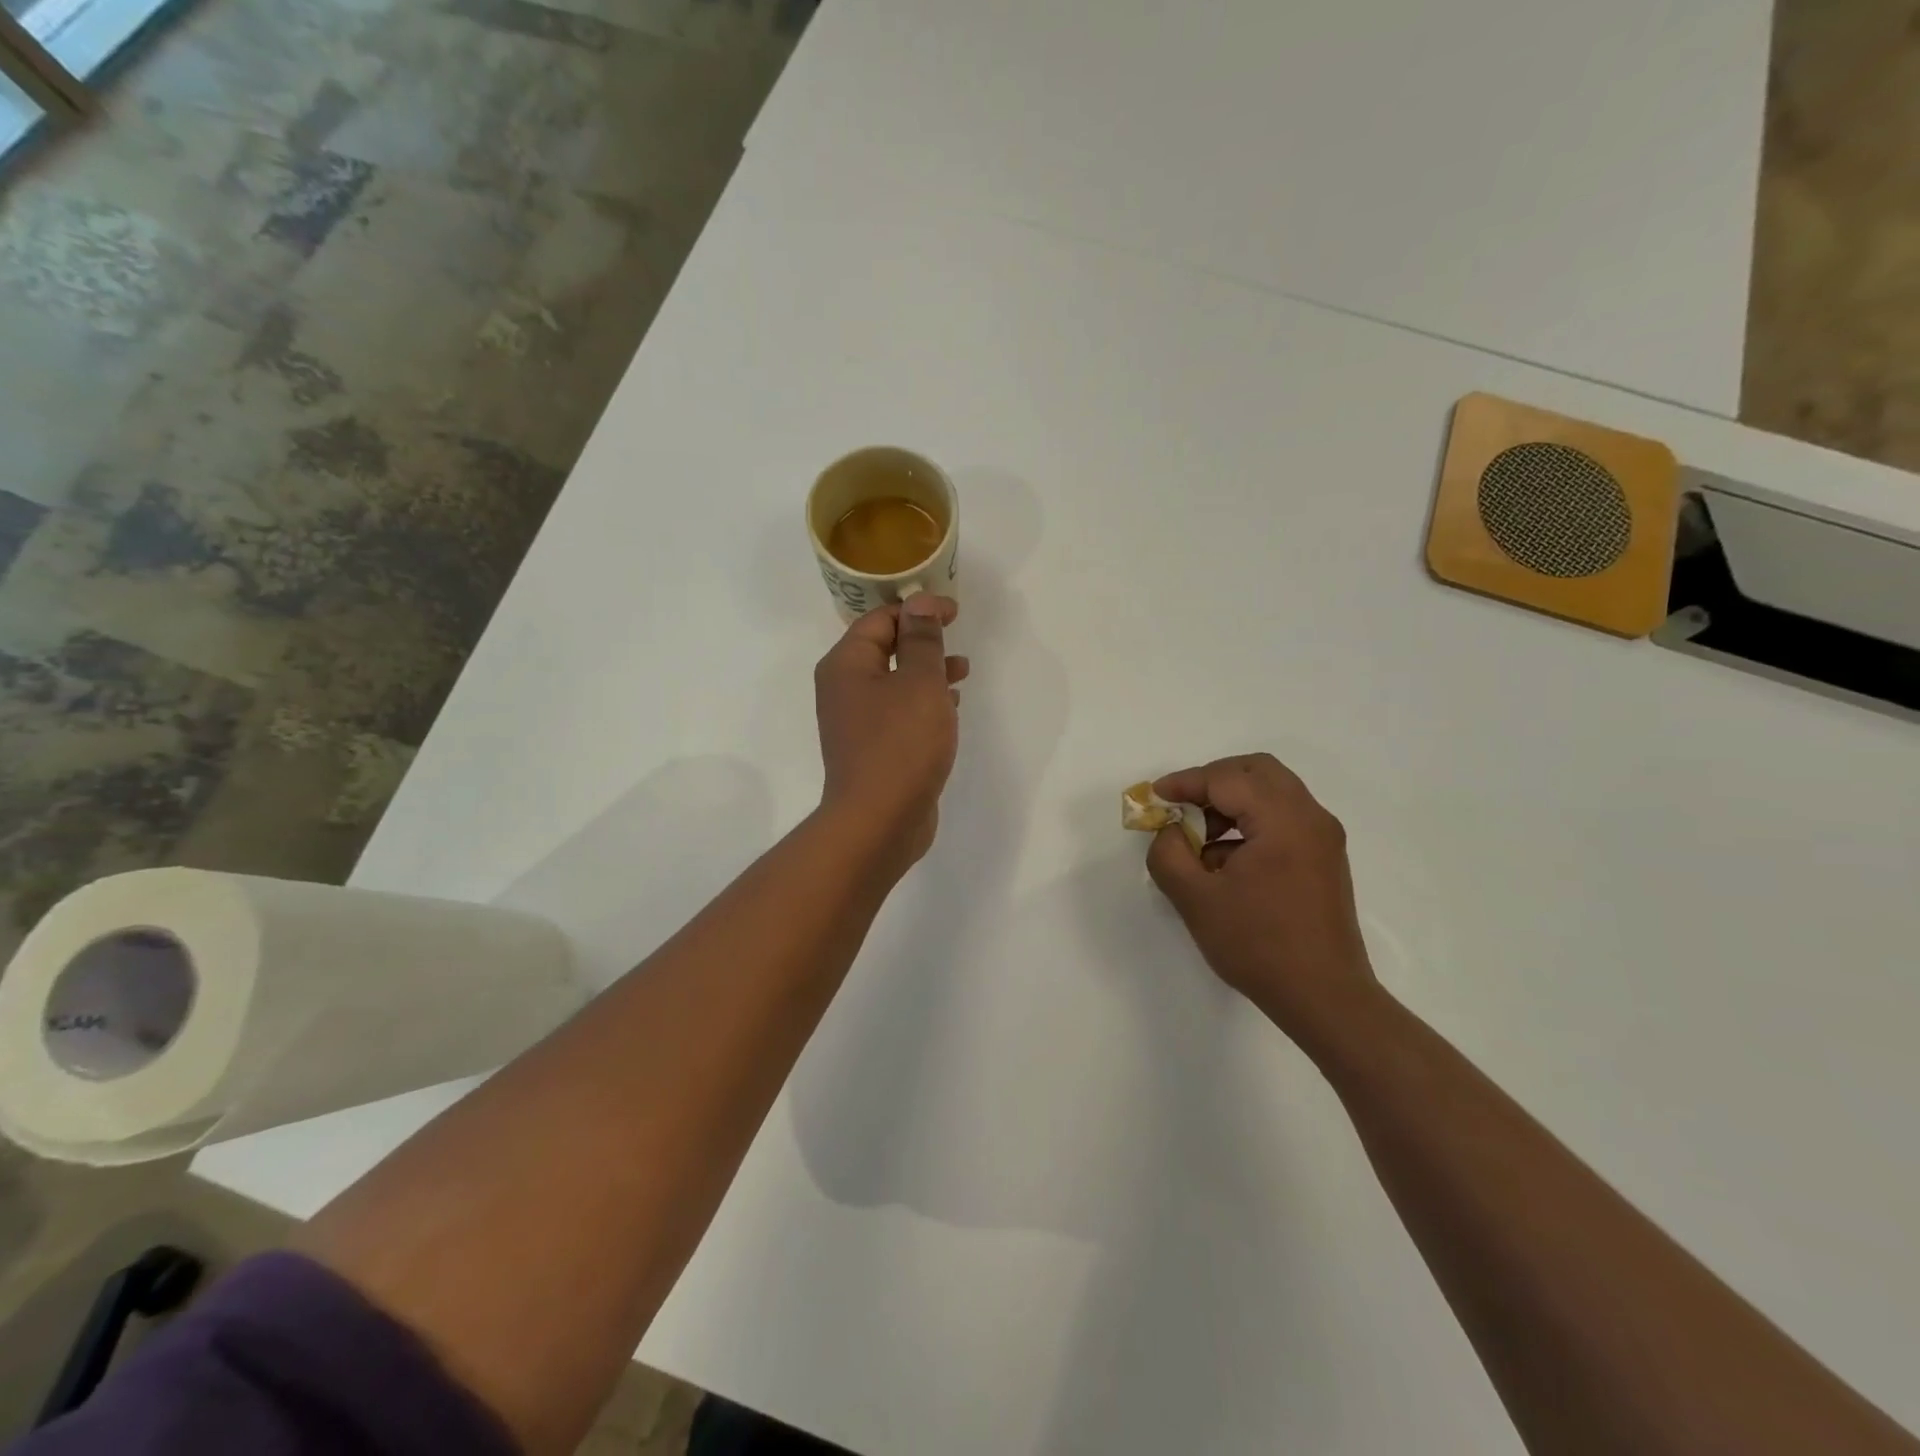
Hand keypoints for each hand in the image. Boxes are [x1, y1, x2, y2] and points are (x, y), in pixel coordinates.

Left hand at [815, 594, 968, 870]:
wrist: (879, 821)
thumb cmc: (900, 744)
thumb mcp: (919, 682)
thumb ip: (922, 640)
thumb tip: (919, 603)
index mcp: (846, 665)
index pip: (880, 620)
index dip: (918, 609)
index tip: (955, 612)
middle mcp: (844, 689)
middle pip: (884, 649)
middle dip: (923, 641)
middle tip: (958, 638)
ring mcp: (857, 723)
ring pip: (895, 682)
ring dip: (927, 672)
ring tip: (963, 671)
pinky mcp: (873, 750)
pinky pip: (899, 713)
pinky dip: (923, 703)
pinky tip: (950, 708)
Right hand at [1146, 753, 1378, 1041]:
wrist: (1324, 997)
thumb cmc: (1258, 945)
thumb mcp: (1195, 899)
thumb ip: (1168, 853)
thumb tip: (1170, 831)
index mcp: (1283, 820)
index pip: (1227, 778)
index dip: (1185, 782)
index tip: (1155, 797)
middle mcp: (1310, 817)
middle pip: (1257, 770)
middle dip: (1213, 780)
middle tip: (1181, 805)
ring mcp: (1323, 838)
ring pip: (1272, 792)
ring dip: (1231, 802)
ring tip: (1200, 839)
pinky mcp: (1324, 858)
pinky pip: (1283, 818)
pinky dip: (1250, 822)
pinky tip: (1225, 861)